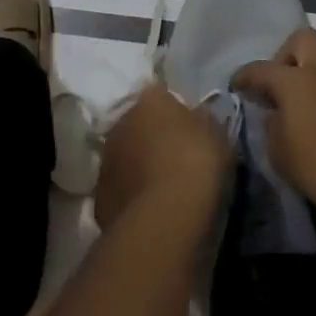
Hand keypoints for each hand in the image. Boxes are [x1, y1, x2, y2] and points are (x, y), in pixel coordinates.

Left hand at [93, 86, 230, 231]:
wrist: (164, 219)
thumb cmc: (196, 165)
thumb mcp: (216, 136)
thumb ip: (203, 121)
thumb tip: (197, 117)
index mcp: (150, 101)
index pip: (160, 96)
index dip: (174, 112)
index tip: (188, 129)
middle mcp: (121, 123)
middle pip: (138, 125)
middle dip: (152, 137)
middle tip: (175, 158)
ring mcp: (106, 161)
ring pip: (125, 157)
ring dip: (138, 166)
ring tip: (162, 189)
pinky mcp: (99, 197)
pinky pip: (120, 189)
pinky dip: (131, 195)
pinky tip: (150, 211)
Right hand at [233, 29, 315, 231]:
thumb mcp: (278, 152)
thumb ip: (272, 125)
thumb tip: (276, 114)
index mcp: (295, 80)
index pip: (262, 69)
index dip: (245, 76)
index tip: (238, 85)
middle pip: (302, 40)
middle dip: (286, 56)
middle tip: (281, 83)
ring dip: (315, 72)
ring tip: (309, 101)